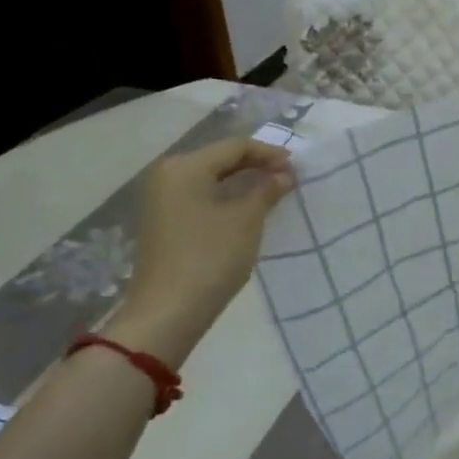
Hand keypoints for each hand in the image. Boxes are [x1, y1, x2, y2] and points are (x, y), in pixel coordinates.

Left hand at [108, 137, 296, 366]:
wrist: (168, 312)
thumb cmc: (210, 257)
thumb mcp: (246, 220)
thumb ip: (267, 190)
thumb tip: (284, 175)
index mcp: (185, 167)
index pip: (235, 146)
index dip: (269, 153)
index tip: (297, 167)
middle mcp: (168, 175)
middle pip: (220, 159)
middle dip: (256, 166)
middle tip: (288, 178)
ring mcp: (162, 200)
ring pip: (211, 179)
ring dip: (242, 183)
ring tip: (273, 193)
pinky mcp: (164, 222)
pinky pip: (201, 197)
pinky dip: (227, 198)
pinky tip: (248, 210)